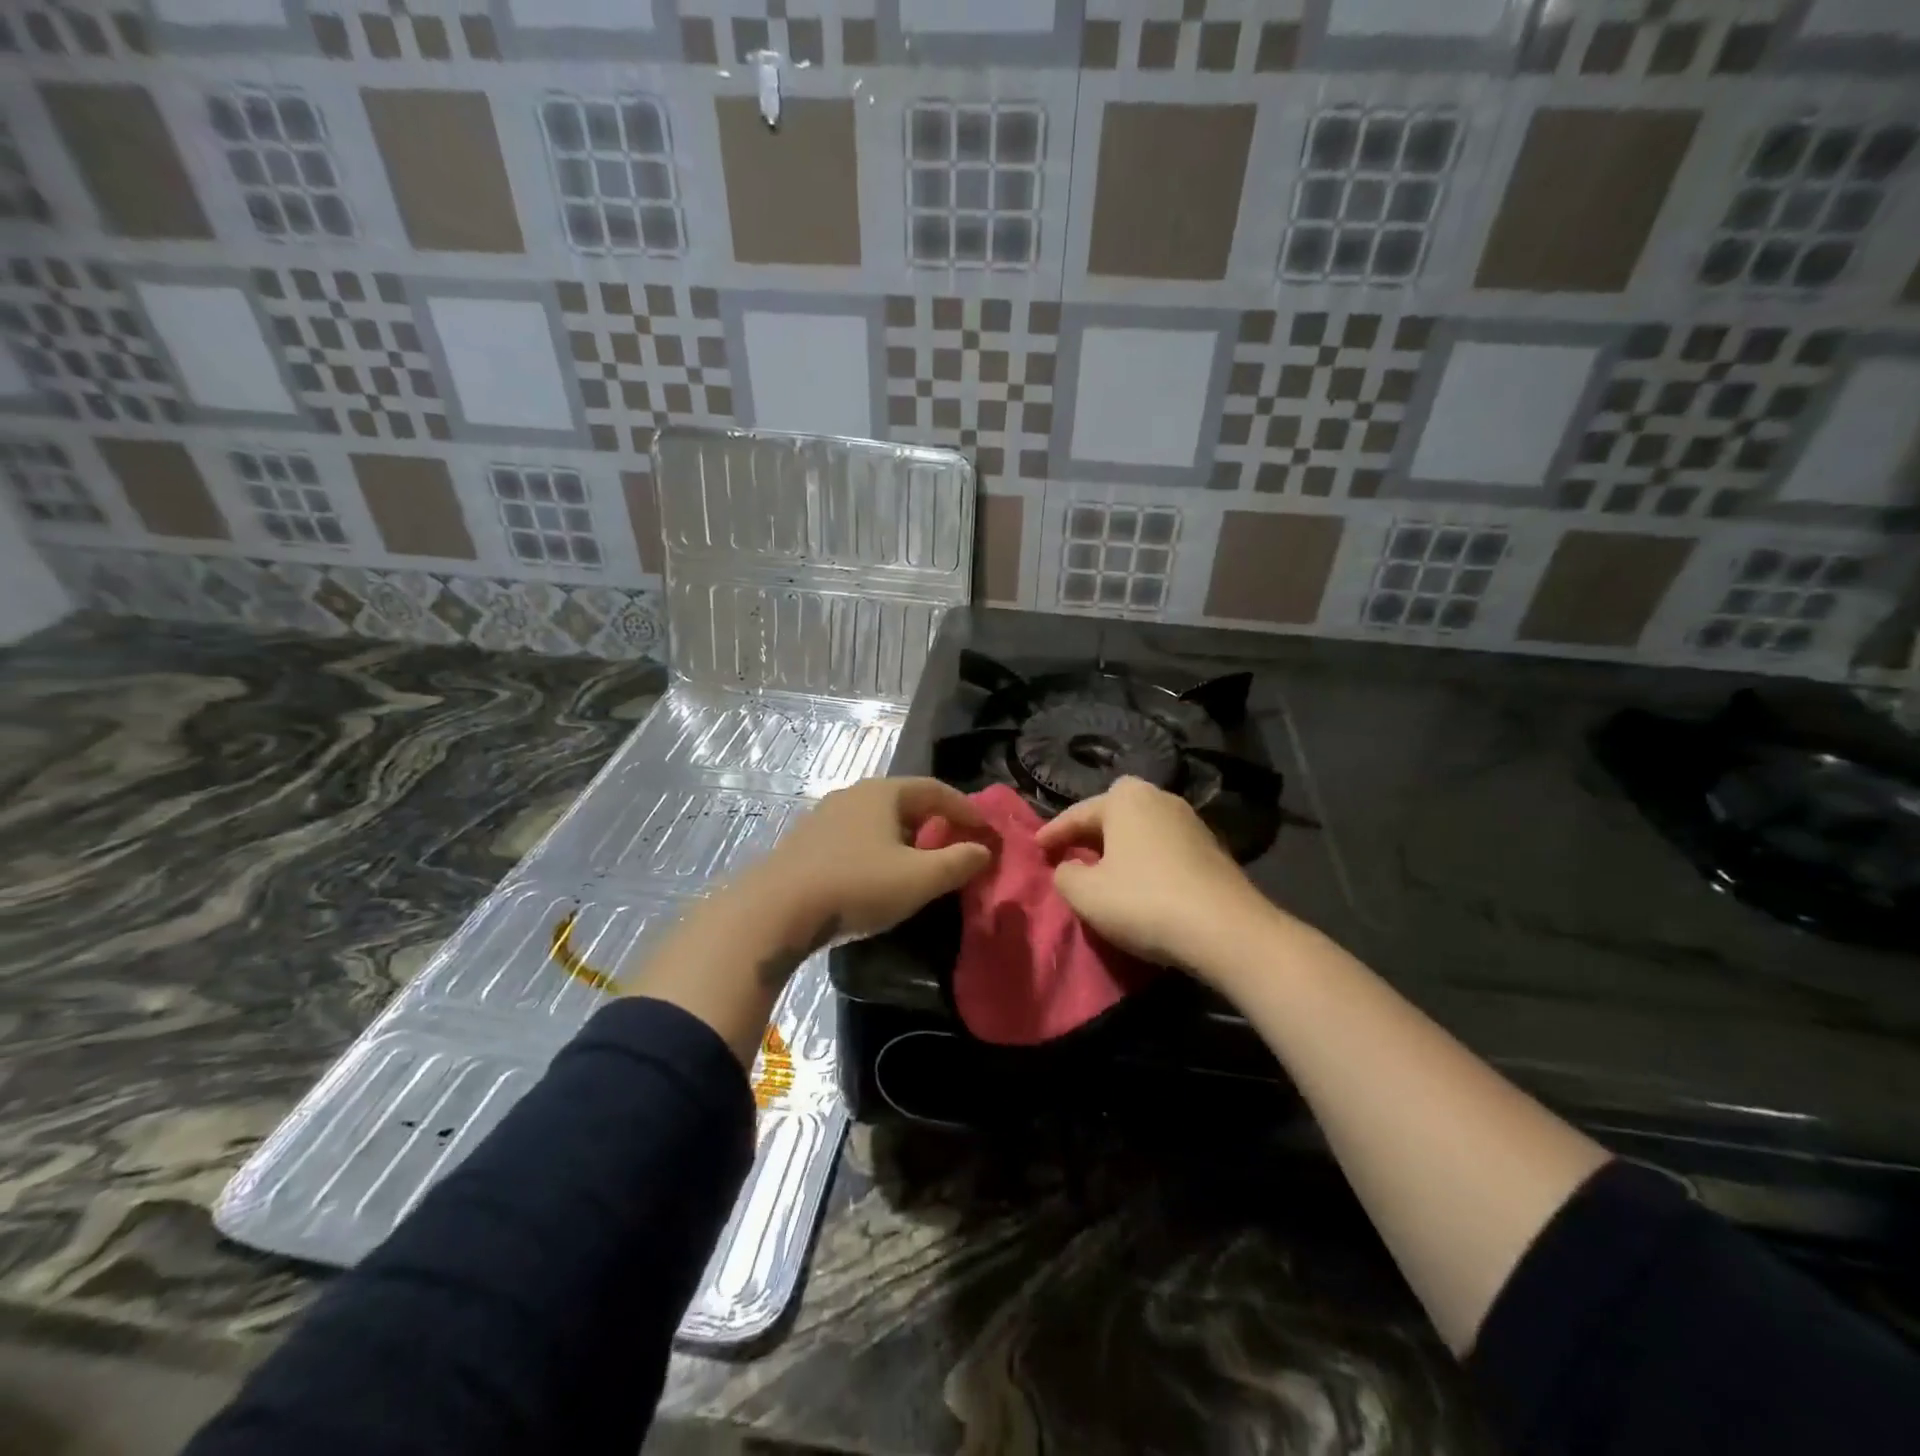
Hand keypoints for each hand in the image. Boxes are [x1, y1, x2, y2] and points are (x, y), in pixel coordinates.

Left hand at [736, 777, 992, 948]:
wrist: (776, 909)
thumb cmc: (857, 885)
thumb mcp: (918, 879)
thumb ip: (958, 862)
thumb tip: (983, 850)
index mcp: (883, 793)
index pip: (936, 790)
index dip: (966, 809)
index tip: (987, 831)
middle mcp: (853, 794)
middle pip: (906, 801)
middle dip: (936, 821)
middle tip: (957, 844)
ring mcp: (825, 816)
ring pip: (878, 820)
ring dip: (906, 837)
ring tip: (921, 862)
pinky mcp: (806, 842)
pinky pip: (856, 836)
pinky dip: (879, 848)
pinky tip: (879, 874)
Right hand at [1034, 776, 1269, 973]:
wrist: (1226, 930)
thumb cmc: (1144, 902)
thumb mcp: (1086, 894)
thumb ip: (1065, 875)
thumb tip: (1069, 867)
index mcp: (1126, 798)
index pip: (1078, 813)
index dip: (1053, 833)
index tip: (1036, 848)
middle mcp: (1160, 798)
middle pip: (1114, 812)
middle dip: (1092, 830)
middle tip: (1071, 851)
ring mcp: (1191, 822)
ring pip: (1142, 829)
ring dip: (1121, 846)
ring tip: (1104, 869)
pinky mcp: (1212, 849)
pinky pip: (1164, 847)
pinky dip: (1146, 859)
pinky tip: (1141, 882)